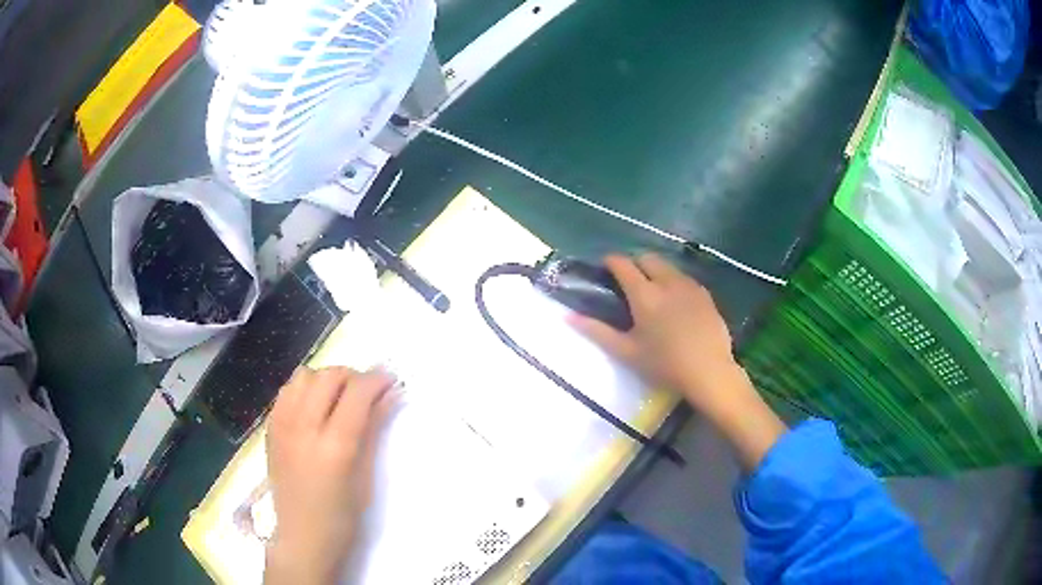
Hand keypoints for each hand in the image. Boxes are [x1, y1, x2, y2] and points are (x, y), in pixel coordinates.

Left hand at [264, 367, 396, 584]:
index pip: (357, 393)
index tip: (390, 381)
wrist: (302, 537)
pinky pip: (287, 391)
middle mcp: (304, 428)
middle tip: (367, 394)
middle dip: (353, 376)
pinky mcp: (270, 429)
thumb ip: (374, 430)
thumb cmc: (342, 517)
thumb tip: (391, 395)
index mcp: (335, 447)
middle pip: (329, 376)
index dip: (377, 380)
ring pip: (304, 376)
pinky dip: (304, 389)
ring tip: (338, 399)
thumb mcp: (366, 477)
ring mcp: (282, 426)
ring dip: (326, 380)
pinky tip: (314, 409)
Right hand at [569, 254, 741, 414]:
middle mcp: (667, 282)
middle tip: (629, 282)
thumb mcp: (627, 352)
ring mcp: (689, 285)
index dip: (611, 261)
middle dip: (635, 263)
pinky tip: (676, 302)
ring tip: (653, 292)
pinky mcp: (705, 294)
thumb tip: (568, 317)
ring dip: (656, 271)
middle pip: (647, 258)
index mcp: (644, 294)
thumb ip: (597, 331)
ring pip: (668, 266)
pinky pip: (685, 278)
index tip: (605, 268)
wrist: (709, 372)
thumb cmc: (664, 365)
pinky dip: (674, 282)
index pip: (623, 264)